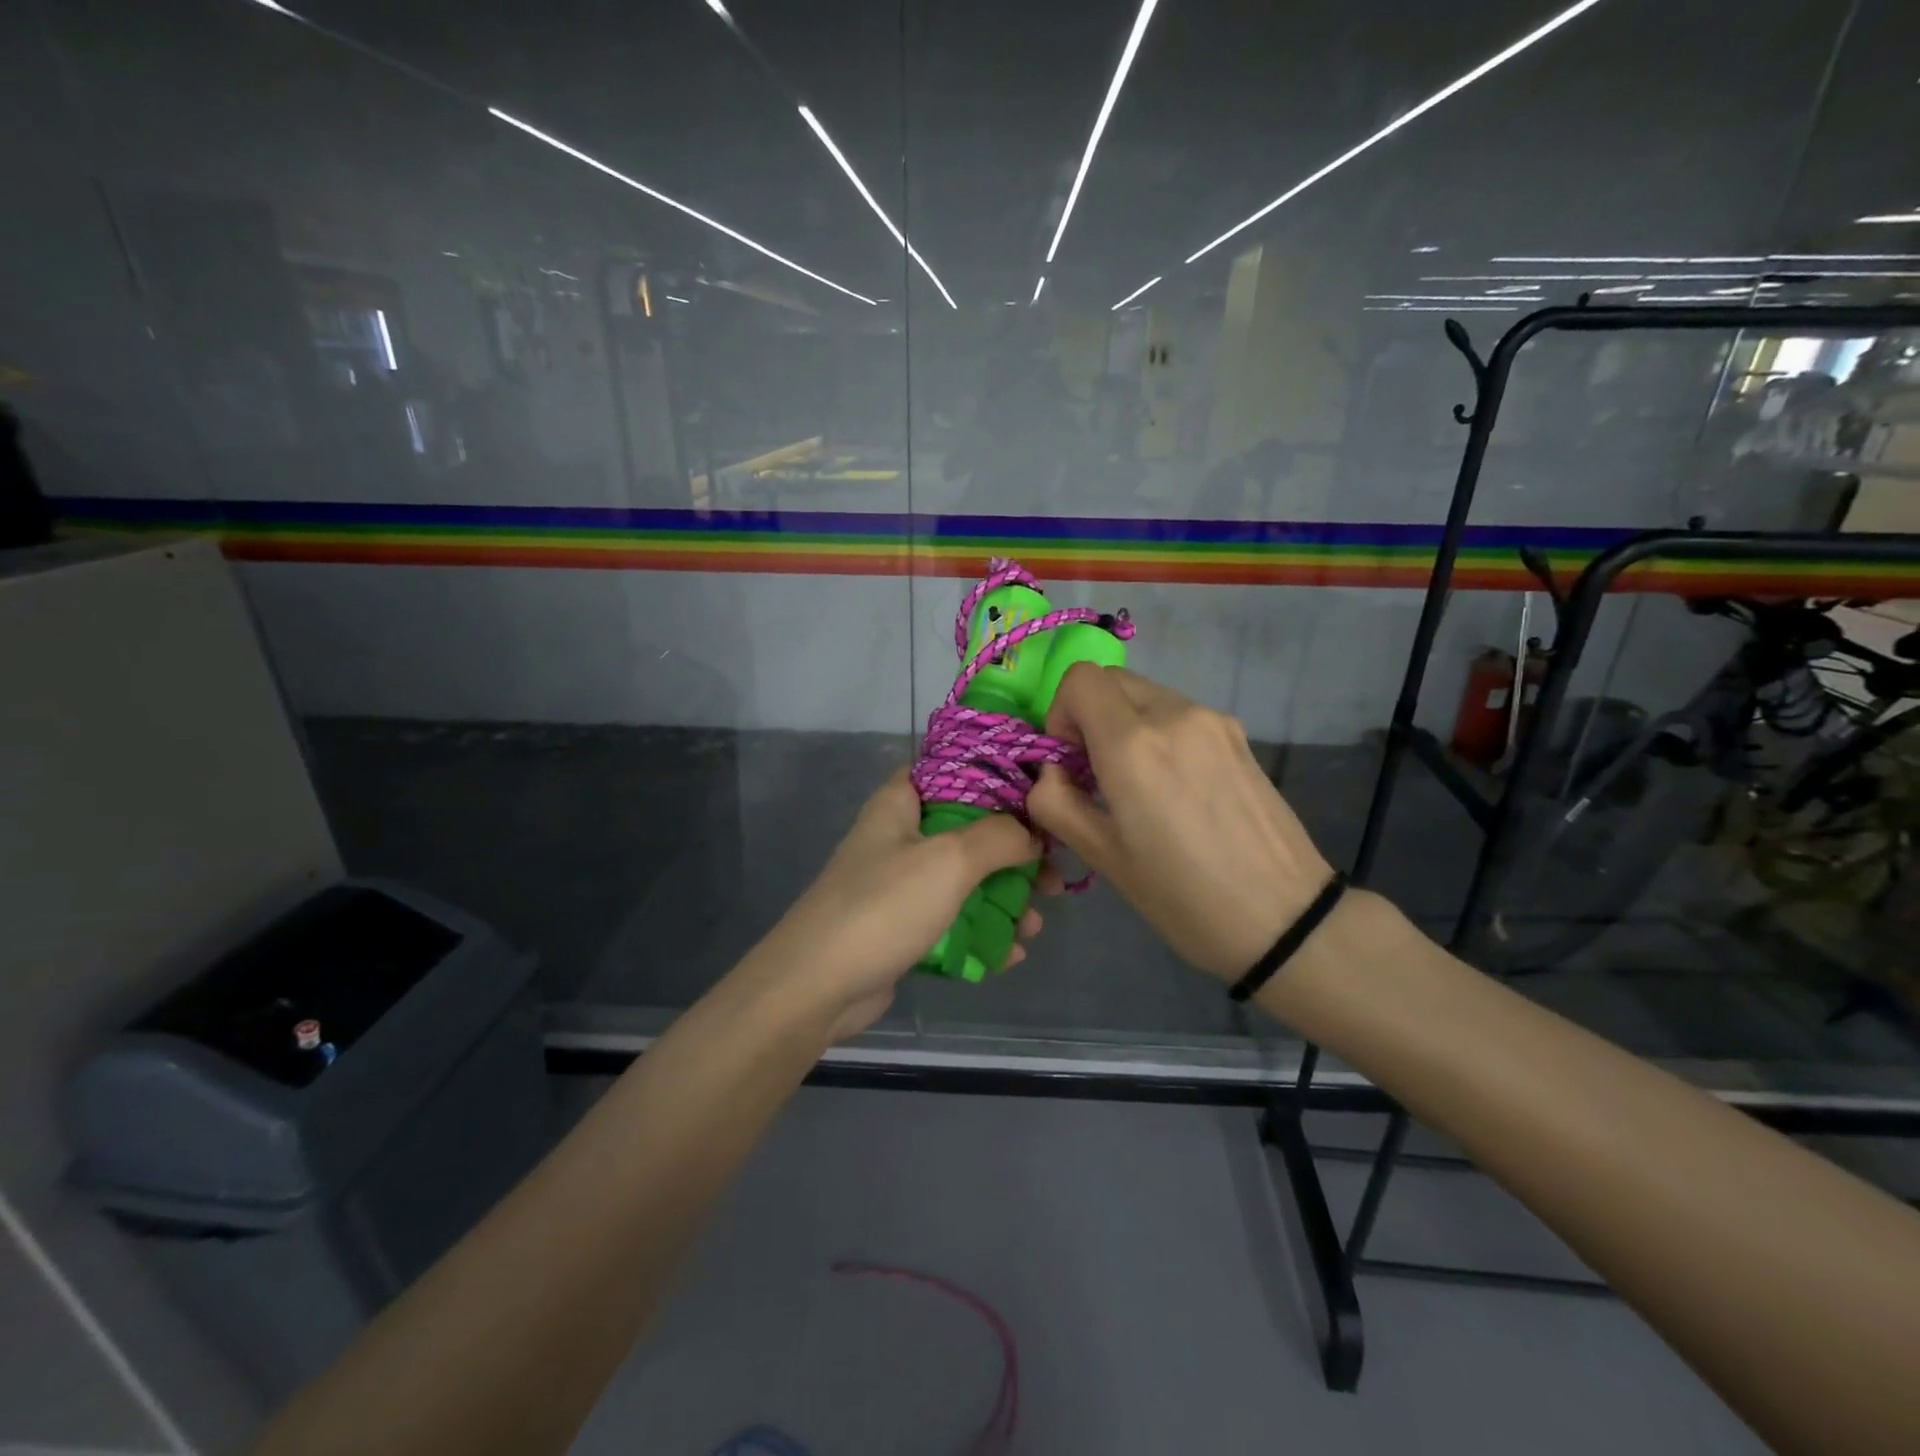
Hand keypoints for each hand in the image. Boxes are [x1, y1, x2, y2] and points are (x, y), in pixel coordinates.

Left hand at [753, 769, 1049, 1039]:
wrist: (816, 987)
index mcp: (901, 802)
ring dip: (1003, 900)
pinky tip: (1011, 954)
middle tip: (1053, 879)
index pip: (953, 769)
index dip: (998, 777)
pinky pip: (951, 920)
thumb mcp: (949, 860)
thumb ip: (1000, 837)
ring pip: (965, 880)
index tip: (1040, 797)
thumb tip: (1032, 834)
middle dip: (1015, 854)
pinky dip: (981, 933)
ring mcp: (899, 884)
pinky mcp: (902, 926)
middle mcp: (900, 836)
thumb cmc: (884, 907)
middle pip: (969, 830)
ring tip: (1035, 926)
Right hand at [1026, 664, 1334, 981]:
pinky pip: (1179, 714)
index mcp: (1134, 744)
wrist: (1284, 919)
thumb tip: (1050, 773)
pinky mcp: (1238, 735)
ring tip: (1138, 785)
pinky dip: (1159, 733)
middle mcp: (1174, 715)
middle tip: (1096, 773)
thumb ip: (1056, 803)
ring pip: (1147, 695)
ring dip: (1125, 725)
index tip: (1069, 761)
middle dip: (1089, 716)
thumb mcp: (1103, 857)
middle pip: (1112, 680)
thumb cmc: (1182, 897)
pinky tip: (1176, 789)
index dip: (1060, 713)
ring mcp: (1213, 721)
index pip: (1080, 679)